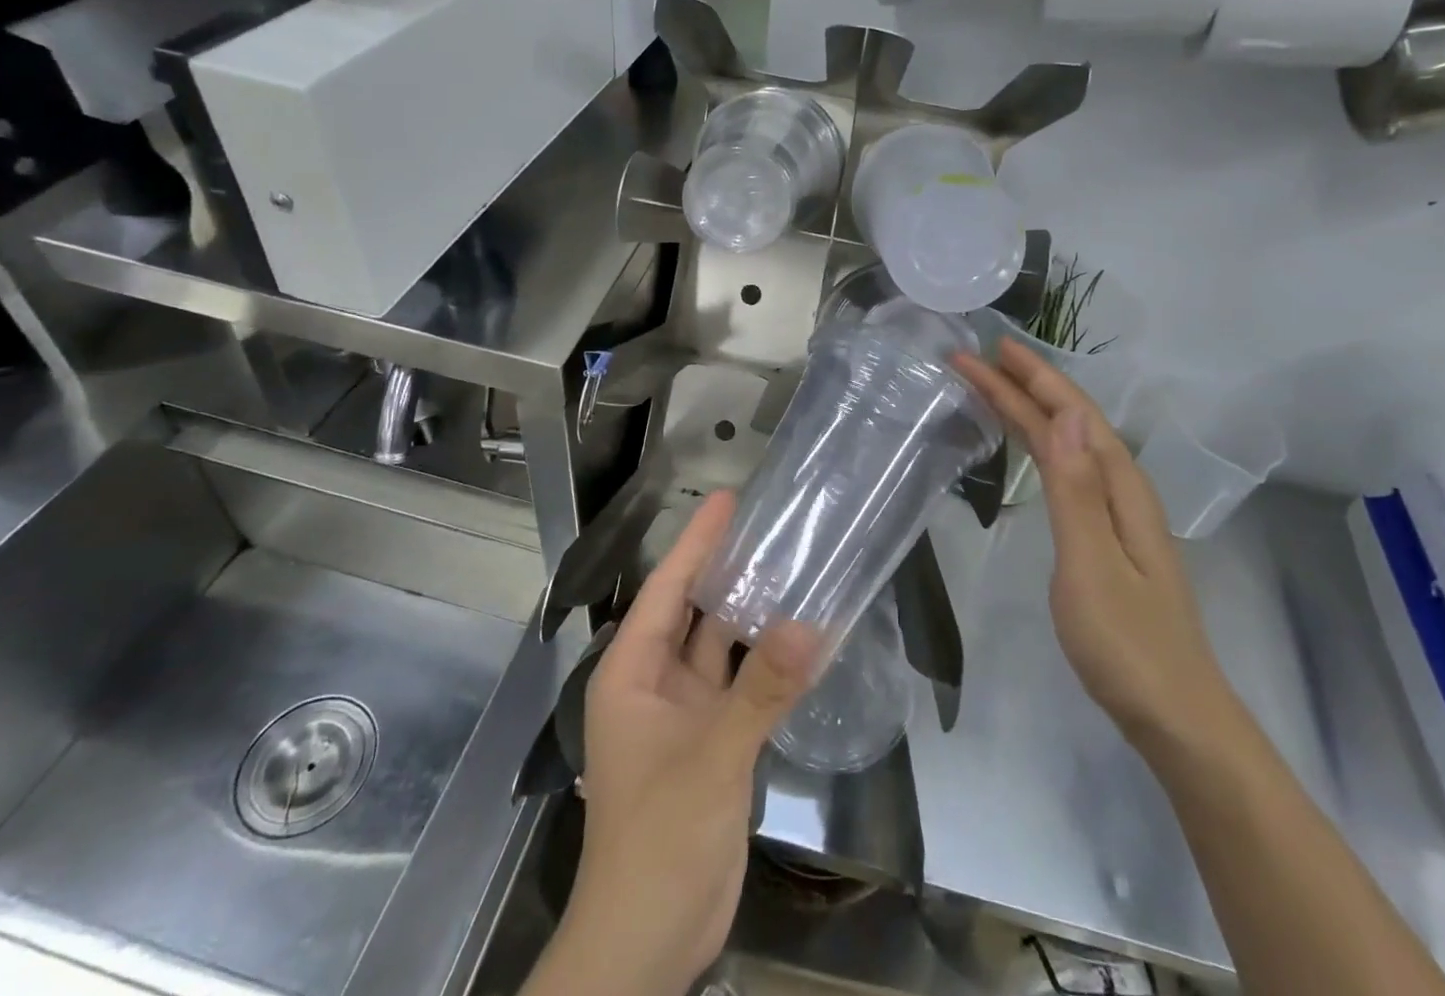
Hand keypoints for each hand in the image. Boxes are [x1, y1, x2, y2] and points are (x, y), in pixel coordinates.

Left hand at [540, 491, 817, 995]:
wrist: (647, 945)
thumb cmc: (658, 840)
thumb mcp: (711, 757)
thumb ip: (762, 689)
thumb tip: (813, 623)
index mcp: (631, 670)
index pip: (666, 587)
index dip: (697, 541)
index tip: (729, 499)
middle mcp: (654, 681)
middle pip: (693, 610)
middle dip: (727, 569)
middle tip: (772, 525)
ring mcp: (684, 713)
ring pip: (720, 648)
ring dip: (752, 615)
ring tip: (794, 568)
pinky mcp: (712, 743)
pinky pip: (741, 686)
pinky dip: (768, 663)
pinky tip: (803, 639)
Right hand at [955, 340, 1242, 754]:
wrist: (1177, 718)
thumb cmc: (1127, 644)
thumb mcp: (1092, 565)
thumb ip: (1075, 491)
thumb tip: (1061, 416)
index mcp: (1121, 488)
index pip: (1070, 415)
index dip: (1030, 379)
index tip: (987, 350)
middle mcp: (1122, 490)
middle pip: (1069, 422)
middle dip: (1024, 385)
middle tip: (977, 358)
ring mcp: (1117, 515)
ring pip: (1069, 443)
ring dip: (1032, 409)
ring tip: (994, 387)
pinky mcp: (1106, 537)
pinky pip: (1068, 470)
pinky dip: (1041, 444)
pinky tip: (1032, 445)